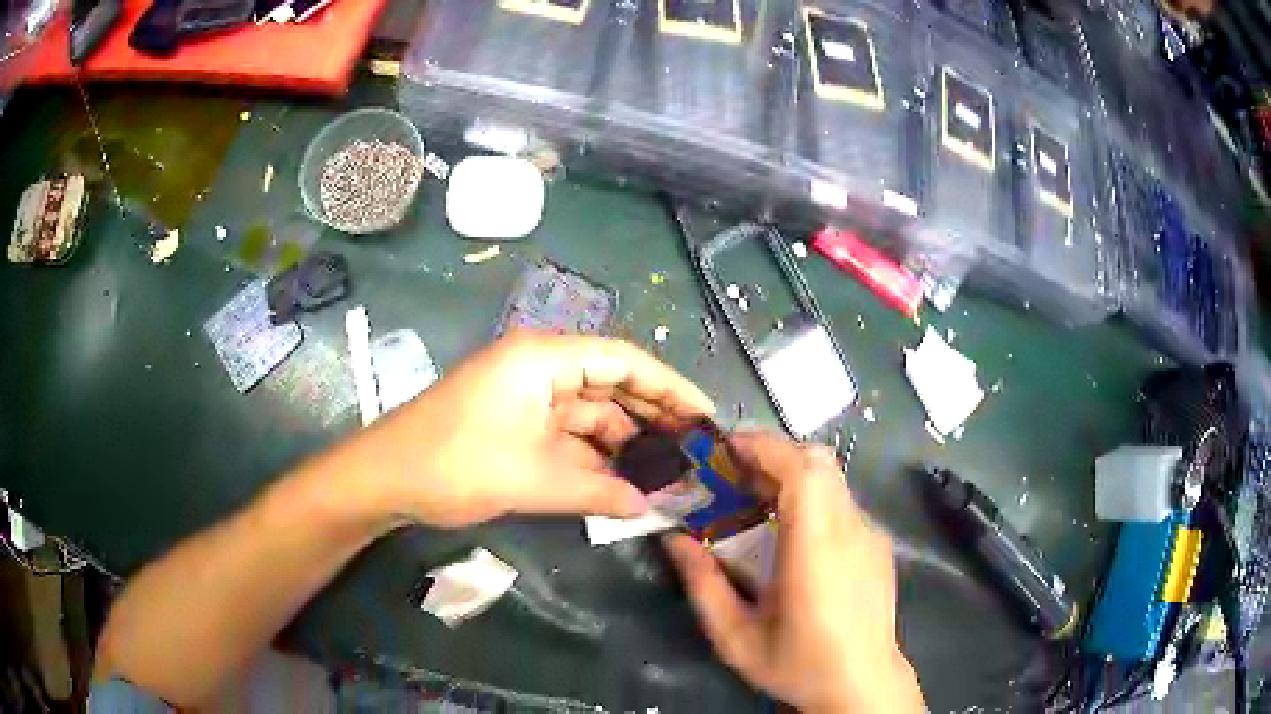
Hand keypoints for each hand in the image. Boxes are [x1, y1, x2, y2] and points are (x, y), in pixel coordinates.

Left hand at [362, 332, 714, 528]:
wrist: (383, 479)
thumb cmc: (452, 465)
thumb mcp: (531, 480)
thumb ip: (596, 492)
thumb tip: (649, 506)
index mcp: (541, 359)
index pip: (622, 361)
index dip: (669, 387)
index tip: (706, 415)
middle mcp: (538, 368)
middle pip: (609, 386)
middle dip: (651, 417)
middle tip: (695, 449)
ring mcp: (525, 397)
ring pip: (589, 415)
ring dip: (623, 444)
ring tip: (667, 472)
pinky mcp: (515, 424)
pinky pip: (566, 436)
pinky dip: (593, 458)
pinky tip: (622, 483)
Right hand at [664, 433, 923, 712]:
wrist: (863, 684)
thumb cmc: (798, 664)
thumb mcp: (735, 636)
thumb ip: (703, 585)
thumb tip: (675, 539)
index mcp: (817, 549)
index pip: (802, 471)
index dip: (764, 448)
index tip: (726, 448)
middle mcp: (851, 530)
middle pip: (819, 462)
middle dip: (773, 454)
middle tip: (734, 473)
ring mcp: (870, 533)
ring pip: (831, 478)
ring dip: (791, 474)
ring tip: (756, 499)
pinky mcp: (878, 543)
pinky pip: (841, 501)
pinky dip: (811, 496)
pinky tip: (792, 532)